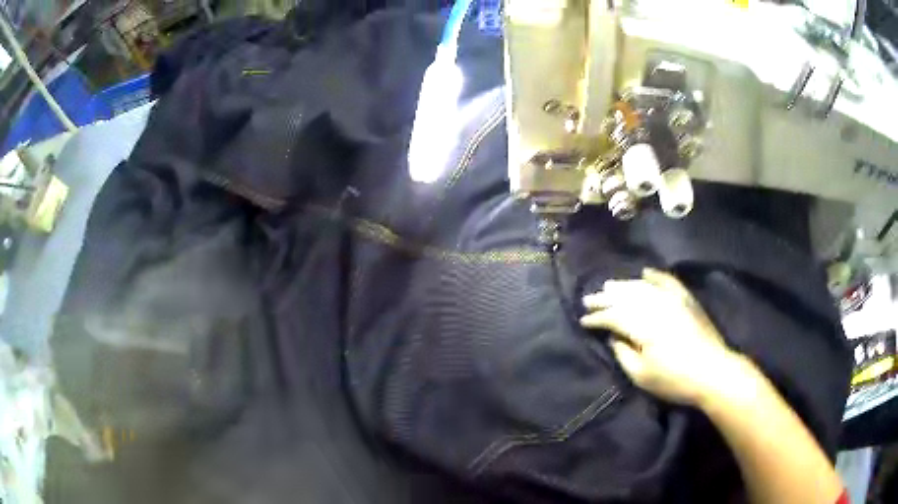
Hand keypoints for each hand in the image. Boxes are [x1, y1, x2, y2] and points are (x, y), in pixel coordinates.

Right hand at [580, 268, 743, 404]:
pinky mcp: (686, 299)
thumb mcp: (642, 375)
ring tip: (609, 286)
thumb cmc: (675, 380)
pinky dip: (655, 276)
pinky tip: (645, 272)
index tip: (583, 320)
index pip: (614, 316)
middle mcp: (656, 305)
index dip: (597, 318)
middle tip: (588, 299)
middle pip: (625, 297)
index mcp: (644, 325)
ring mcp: (673, 298)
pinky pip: (668, 281)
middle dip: (605, 298)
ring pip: (643, 286)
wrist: (713, 372)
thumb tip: (613, 336)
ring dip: (624, 286)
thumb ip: (623, 353)